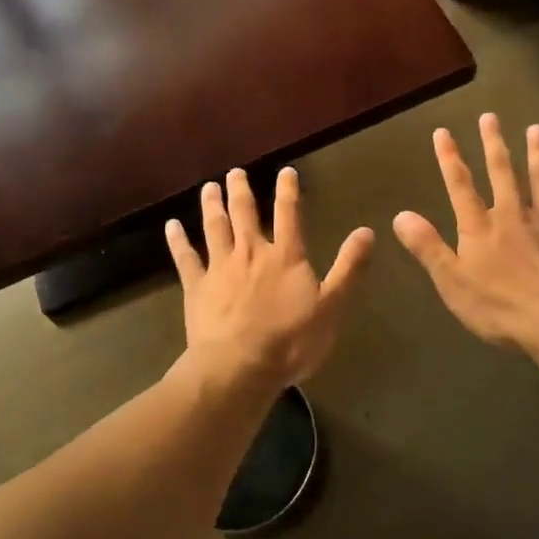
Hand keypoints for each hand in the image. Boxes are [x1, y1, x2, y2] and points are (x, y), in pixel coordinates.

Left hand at [166, 167, 373, 390]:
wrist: (239, 366)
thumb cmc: (291, 340)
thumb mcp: (332, 306)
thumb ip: (349, 267)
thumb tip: (367, 231)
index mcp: (285, 256)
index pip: (288, 214)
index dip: (288, 191)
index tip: (285, 171)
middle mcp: (251, 252)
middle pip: (245, 213)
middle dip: (241, 190)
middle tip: (235, 172)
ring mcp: (220, 268)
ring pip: (215, 228)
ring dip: (212, 205)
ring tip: (209, 187)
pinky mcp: (196, 287)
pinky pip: (185, 258)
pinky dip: (177, 240)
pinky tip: (171, 226)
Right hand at [393, 114, 538, 354]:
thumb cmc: (501, 307)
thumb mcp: (452, 282)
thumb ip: (428, 247)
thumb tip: (399, 215)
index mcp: (480, 227)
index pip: (460, 185)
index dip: (449, 158)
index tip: (442, 132)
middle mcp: (513, 214)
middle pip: (502, 172)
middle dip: (493, 144)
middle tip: (490, 116)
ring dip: (537, 153)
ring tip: (536, 129)